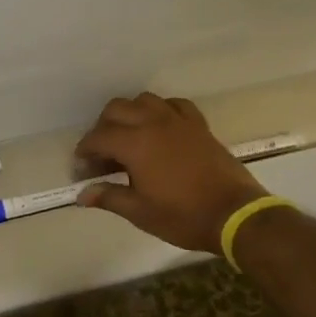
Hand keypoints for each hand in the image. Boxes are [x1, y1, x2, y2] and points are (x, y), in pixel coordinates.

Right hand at [74, 93, 267, 252]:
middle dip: (102, 128)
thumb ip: (109, 197)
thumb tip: (82, 194)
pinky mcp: (198, 124)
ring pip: (144, 100)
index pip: (99, 137)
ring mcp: (178, 120)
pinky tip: (160, 127)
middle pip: (117, 109)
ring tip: (128, 137)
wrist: (233, 213)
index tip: (82, 168)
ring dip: (130, 114)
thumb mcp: (140, 212)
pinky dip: (161, 110)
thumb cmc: (183, 216)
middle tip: (102, 154)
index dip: (85, 151)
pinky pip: (174, 104)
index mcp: (135, 144)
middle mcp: (153, 123)